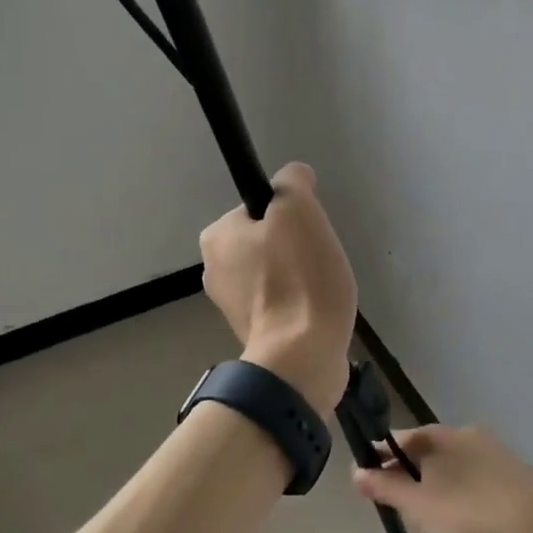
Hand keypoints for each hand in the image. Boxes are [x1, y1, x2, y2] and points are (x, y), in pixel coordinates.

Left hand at [199, 162, 356, 414]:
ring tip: (319, 288)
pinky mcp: (253, 331)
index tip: (308, 235)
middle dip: (295, 247)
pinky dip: (298, 302)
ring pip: (276, 271)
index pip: (260, 208)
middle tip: (316, 261)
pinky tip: (313, 310)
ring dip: (299, 276)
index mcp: (216, 237)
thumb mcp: (298, 210)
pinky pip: (281, 301)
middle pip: (268, 240)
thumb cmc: (298, 278)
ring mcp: (232, 304)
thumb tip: (295, 176)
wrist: (301, 355)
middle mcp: (214, 269)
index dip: (291, 216)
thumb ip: (293, 182)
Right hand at [353, 424, 532, 532]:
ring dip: (439, 478)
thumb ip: (387, 489)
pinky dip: (465, 488)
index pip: (400, 439)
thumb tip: (356, 472)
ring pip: (455, 461)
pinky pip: (479, 475)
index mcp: (439, 436)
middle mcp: (466, 434)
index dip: (381, 455)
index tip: (368, 472)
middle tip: (399, 494)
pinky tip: (467, 511)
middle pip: (428, 448)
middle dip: (411, 468)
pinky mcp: (517, 472)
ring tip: (431, 507)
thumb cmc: (468, 512)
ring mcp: (495, 451)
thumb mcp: (418, 506)